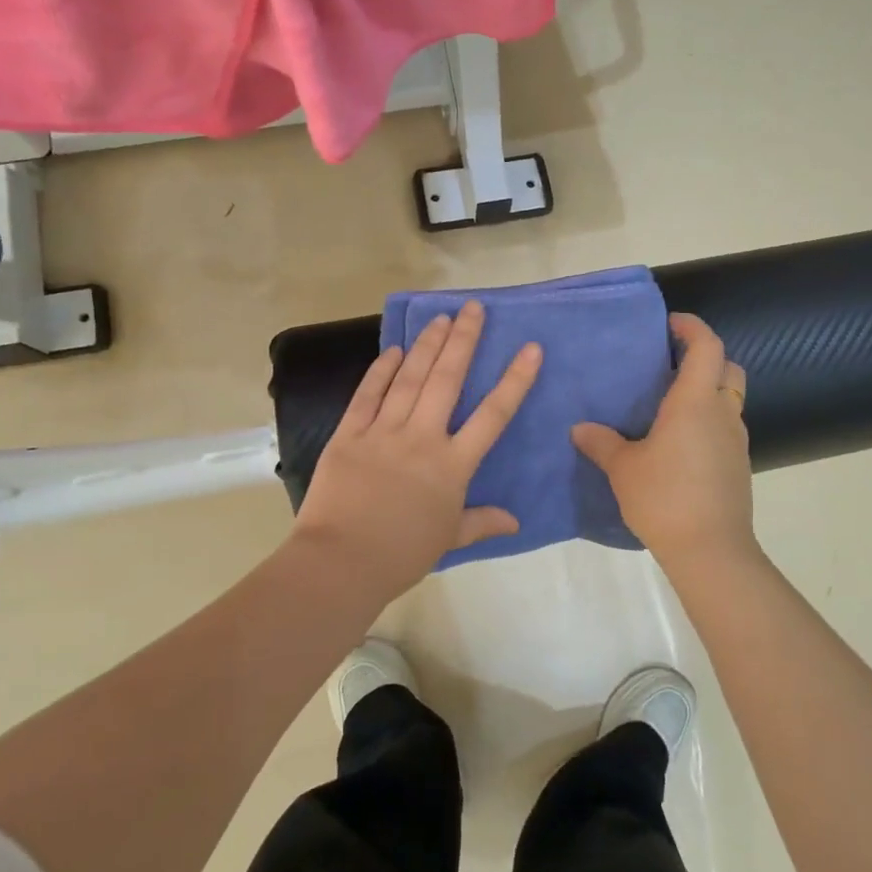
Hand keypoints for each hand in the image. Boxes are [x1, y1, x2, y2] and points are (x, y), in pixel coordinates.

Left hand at [294, 300, 540, 593]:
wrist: (341, 562)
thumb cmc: (401, 554)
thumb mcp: (449, 538)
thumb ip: (482, 522)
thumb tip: (515, 521)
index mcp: (452, 465)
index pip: (492, 415)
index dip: (514, 380)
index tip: (530, 348)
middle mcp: (422, 438)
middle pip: (447, 380)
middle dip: (463, 340)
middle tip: (472, 308)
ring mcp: (383, 432)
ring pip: (410, 379)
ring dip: (426, 345)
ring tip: (439, 317)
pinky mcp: (348, 434)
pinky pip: (367, 395)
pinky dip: (381, 370)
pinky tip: (394, 350)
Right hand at [572, 313, 756, 567]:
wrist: (711, 551)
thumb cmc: (665, 498)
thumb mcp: (623, 468)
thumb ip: (601, 443)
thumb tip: (580, 428)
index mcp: (695, 401)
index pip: (706, 346)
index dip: (692, 327)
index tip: (669, 324)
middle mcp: (722, 413)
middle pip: (728, 367)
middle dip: (705, 356)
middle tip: (671, 363)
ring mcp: (735, 441)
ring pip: (729, 399)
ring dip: (708, 391)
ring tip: (670, 404)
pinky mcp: (738, 466)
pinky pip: (726, 428)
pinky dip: (708, 421)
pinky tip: (679, 443)